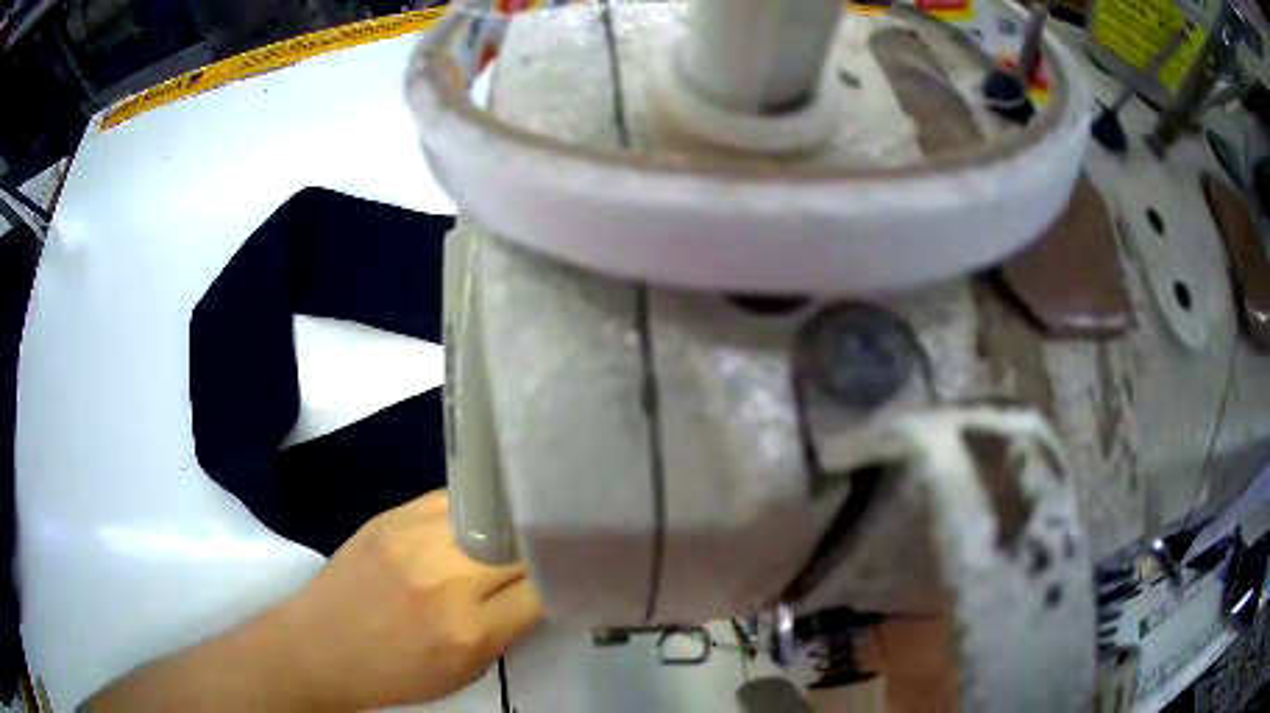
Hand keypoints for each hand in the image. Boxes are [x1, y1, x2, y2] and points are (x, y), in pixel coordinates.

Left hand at [275, 489, 542, 709]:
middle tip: (557, 546)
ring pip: (493, 513)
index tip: (575, 573)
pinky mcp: (392, 515)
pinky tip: (481, 519)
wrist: (319, 646)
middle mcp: (447, 577)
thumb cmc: (394, 674)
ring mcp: (416, 537)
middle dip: (546, 547)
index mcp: (469, 630)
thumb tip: (540, 590)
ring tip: (525, 523)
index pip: (543, 588)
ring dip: (514, 522)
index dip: (565, 579)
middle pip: (524, 544)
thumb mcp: (464, 672)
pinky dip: (477, 510)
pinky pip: (453, 500)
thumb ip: (507, 630)